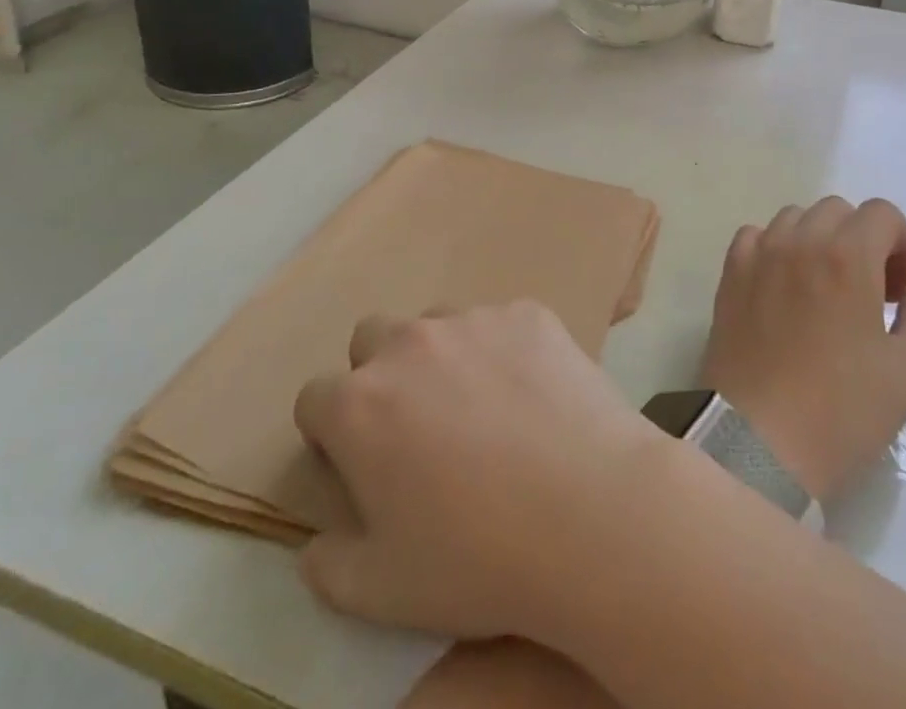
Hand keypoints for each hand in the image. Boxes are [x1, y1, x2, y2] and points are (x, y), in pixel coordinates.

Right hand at [294, 301, 666, 641]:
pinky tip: (533, 395)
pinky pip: (500, 324)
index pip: (315, 397)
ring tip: (482, 409)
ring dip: (442, 357)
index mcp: (360, 404)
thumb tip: (317, 542)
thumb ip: (328, 564)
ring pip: (438, 324)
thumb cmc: (477, 558)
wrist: (590, 511)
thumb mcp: (379, 591)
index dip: (329, 432)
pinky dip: (503, 351)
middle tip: (416, 427)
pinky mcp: (530, 313)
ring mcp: (475, 319)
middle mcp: (411, 343)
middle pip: (372, 338)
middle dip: (379, 375)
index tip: (357, 462)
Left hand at [701, 197, 905, 499]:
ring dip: (822, 240)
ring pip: (796, 218)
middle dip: (867, 241)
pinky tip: (788, 285)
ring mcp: (759, 254)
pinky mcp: (730, 274)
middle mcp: (799, 241)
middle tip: (878, 291)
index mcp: (846, 256)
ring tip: (832, 286)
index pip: (883, 215)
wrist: (758, 440)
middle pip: (840, 212)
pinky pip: (757, 237)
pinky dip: (778, 248)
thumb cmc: (841, 410)